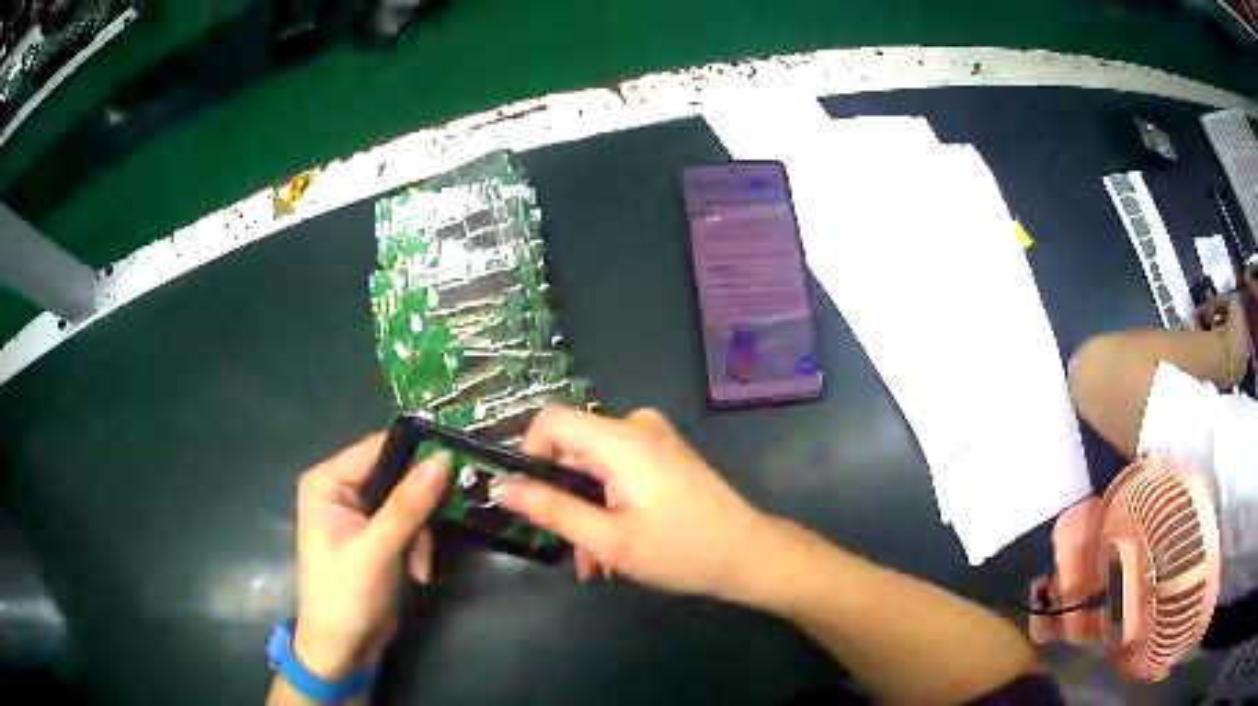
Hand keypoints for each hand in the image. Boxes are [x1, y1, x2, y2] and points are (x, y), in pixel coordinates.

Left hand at [292, 434, 450, 677]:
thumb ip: (408, 505)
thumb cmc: (346, 595)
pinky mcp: (375, 535)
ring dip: (421, 534)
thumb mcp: (378, 549)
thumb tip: (442, 458)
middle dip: (420, 508)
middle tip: (441, 527)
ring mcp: (358, 513)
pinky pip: (408, 525)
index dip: (416, 454)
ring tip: (420, 566)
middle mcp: (341, 489)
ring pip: (408, 502)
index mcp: (327, 481)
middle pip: (396, 475)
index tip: (457, 465)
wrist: (342, 649)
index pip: (378, 448)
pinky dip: (418, 546)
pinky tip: (417, 572)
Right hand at [489, 406, 773, 602]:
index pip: (550, 420)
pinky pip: (618, 471)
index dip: (529, 456)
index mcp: (620, 439)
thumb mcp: (607, 538)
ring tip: (597, 564)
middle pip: (573, 449)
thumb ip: (550, 509)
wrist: (749, 556)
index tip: (530, 500)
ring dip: (586, 512)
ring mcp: (654, 440)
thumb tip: (500, 486)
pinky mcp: (665, 455)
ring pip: (594, 468)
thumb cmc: (680, 550)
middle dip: (564, 500)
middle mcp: (636, 427)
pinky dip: (608, 505)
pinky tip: (616, 547)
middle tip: (572, 551)